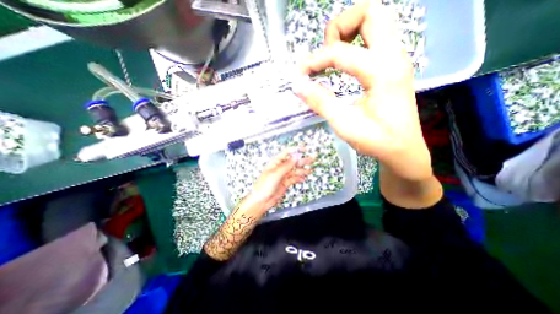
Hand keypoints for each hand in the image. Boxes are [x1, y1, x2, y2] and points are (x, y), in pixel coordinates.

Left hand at [246, 148, 312, 212]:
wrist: (261, 201)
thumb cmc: (264, 186)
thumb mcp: (276, 173)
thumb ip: (287, 165)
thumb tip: (296, 155)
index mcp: (276, 162)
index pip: (287, 153)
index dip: (296, 150)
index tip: (305, 149)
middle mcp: (280, 168)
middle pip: (293, 162)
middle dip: (302, 160)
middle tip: (311, 159)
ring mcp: (283, 175)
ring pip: (295, 171)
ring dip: (302, 170)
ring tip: (310, 170)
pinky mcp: (285, 183)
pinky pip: (294, 179)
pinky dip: (299, 178)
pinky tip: (303, 178)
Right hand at [297, 0, 431, 181]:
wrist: (403, 149)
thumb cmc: (375, 141)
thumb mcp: (344, 124)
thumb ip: (320, 102)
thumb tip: (298, 85)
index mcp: (382, 73)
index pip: (340, 52)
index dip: (315, 60)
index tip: (300, 74)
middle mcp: (394, 57)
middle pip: (370, 12)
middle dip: (340, 28)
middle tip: (326, 54)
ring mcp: (397, 59)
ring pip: (377, 19)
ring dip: (350, 31)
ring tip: (333, 56)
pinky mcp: (393, 66)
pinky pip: (377, 37)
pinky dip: (357, 41)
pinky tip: (345, 62)